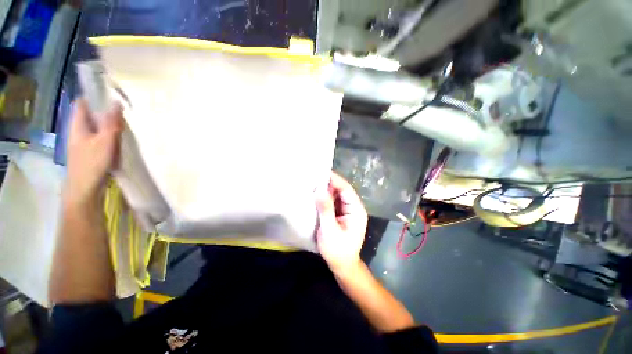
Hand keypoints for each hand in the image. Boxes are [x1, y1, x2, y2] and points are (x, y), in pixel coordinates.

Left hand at [64, 99, 122, 208]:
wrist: (85, 188)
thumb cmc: (92, 163)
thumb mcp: (104, 141)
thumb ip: (111, 122)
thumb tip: (116, 102)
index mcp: (78, 125)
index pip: (82, 104)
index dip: (93, 96)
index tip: (110, 94)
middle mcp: (78, 131)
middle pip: (90, 115)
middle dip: (104, 111)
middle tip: (123, 110)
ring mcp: (83, 143)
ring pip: (96, 127)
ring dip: (108, 125)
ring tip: (124, 124)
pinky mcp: (89, 152)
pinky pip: (99, 138)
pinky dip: (108, 136)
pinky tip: (119, 140)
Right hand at [316, 172, 367, 274]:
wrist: (342, 265)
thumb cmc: (338, 250)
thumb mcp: (330, 230)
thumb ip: (326, 210)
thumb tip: (320, 190)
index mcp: (356, 210)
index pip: (346, 188)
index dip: (334, 179)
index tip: (320, 171)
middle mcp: (353, 207)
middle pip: (341, 190)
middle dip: (328, 183)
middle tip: (313, 176)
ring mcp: (347, 211)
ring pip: (337, 195)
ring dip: (326, 190)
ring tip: (312, 183)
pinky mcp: (341, 214)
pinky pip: (333, 202)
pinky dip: (325, 198)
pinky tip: (316, 195)